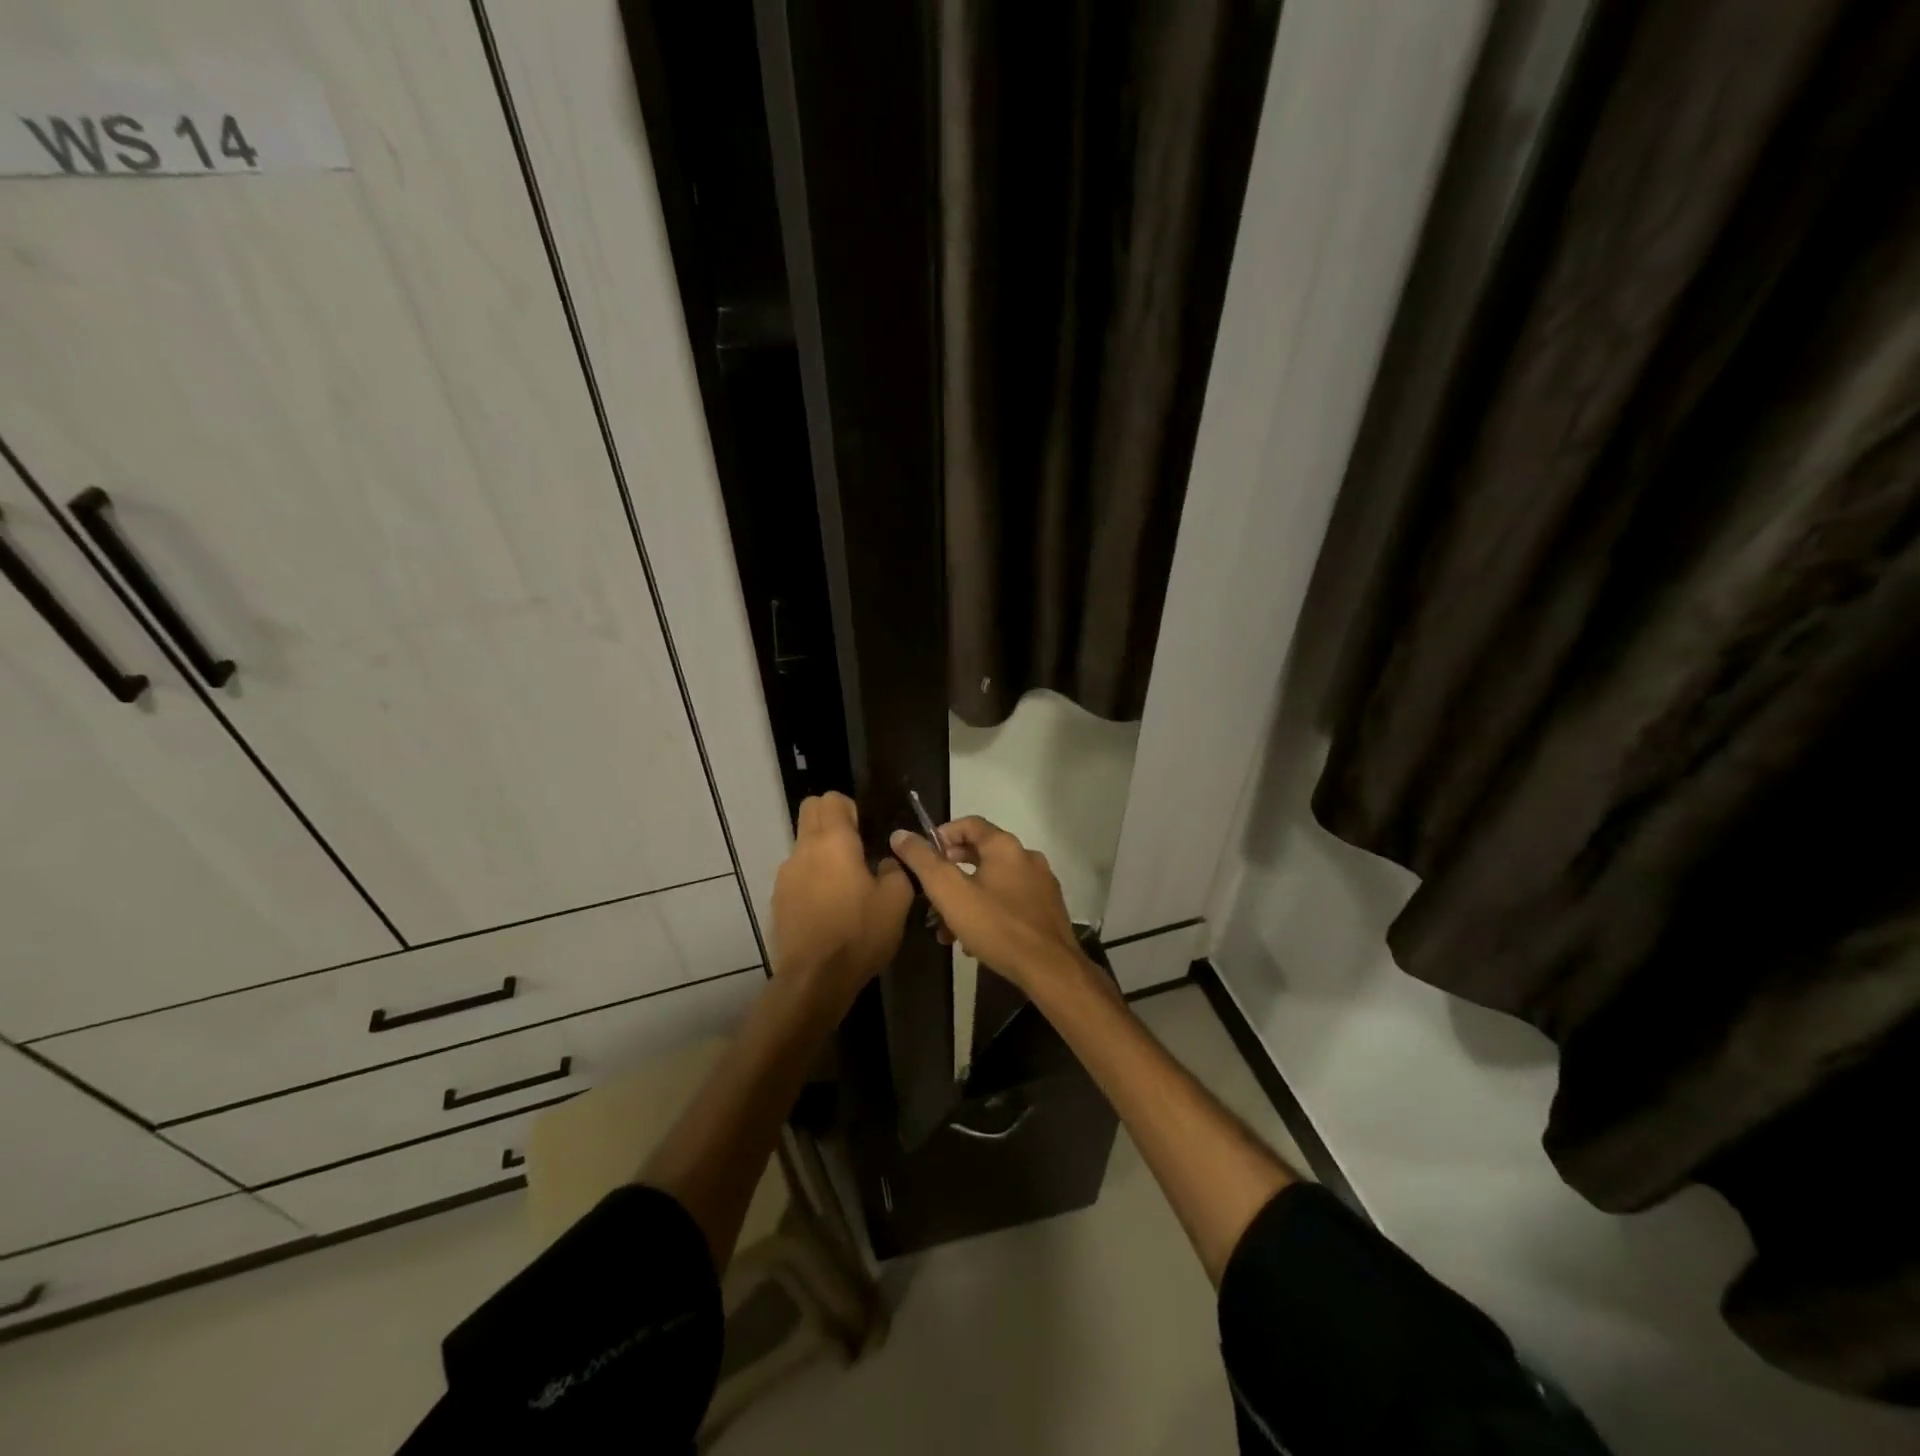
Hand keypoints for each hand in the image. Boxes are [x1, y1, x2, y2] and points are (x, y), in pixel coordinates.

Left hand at [771, 793, 914, 1005]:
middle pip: (810, 812)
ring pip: (803, 845)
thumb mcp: (896, 901)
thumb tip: (885, 862)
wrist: (814, 979)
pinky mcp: (777, 899)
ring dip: (821, 852)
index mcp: (833, 841)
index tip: (867, 831)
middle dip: (831, 820)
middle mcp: (804, 849)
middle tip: (856, 848)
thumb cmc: (859, 933)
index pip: (832, 799)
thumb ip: (895, 870)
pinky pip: (796, 874)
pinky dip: (811, 879)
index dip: (850, 808)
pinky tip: (828, 908)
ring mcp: (785, 875)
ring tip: (844, 884)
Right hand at [888, 817, 1091, 994]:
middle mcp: (1027, 857)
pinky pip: (1010, 901)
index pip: (969, 823)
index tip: (923, 857)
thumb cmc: (996, 926)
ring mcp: (1041, 884)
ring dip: (967, 898)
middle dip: (951, 872)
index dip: (942, 835)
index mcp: (1005, 846)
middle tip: (931, 894)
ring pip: (994, 881)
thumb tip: (900, 835)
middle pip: (981, 853)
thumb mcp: (950, 893)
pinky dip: (989, 912)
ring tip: (947, 928)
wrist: (1050, 969)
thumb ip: (923, 861)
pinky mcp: (1048, 910)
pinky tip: (975, 940)